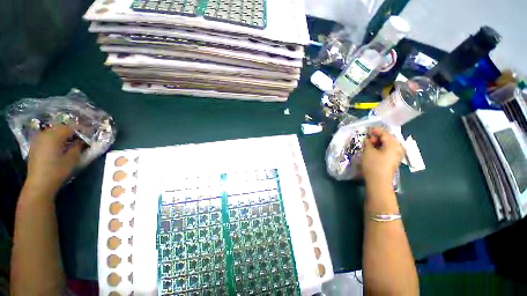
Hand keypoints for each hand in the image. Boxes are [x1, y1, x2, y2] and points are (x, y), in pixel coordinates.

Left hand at [24, 125, 82, 198]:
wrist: (39, 183)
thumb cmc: (57, 171)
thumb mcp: (72, 159)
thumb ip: (78, 147)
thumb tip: (81, 141)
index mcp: (54, 136)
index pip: (70, 127)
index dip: (81, 129)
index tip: (90, 132)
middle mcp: (45, 134)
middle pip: (60, 127)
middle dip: (71, 130)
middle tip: (81, 136)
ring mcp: (38, 139)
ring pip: (53, 131)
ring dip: (63, 134)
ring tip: (71, 140)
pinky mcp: (35, 145)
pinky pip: (47, 136)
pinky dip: (55, 138)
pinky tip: (60, 144)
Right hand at [361, 127, 404, 184]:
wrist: (379, 181)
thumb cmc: (373, 164)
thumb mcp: (368, 151)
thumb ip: (368, 142)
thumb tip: (368, 139)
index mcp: (393, 144)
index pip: (385, 133)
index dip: (375, 130)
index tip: (367, 130)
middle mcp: (398, 148)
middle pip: (388, 138)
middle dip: (377, 136)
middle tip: (368, 138)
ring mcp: (397, 155)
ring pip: (388, 144)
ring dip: (378, 142)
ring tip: (369, 144)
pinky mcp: (394, 160)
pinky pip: (388, 149)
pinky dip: (381, 147)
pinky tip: (374, 150)